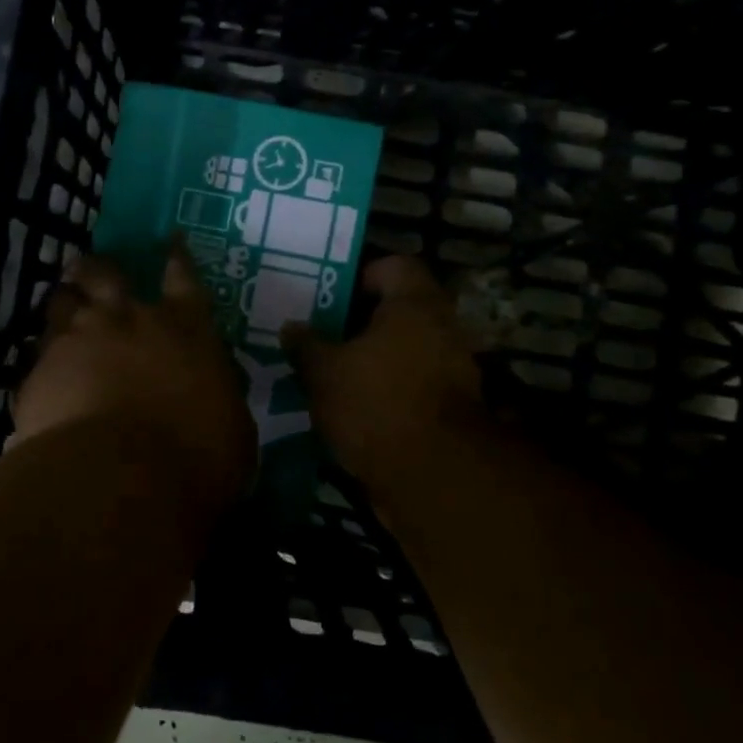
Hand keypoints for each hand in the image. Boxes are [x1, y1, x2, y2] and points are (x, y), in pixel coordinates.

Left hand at [15, 245, 255, 508]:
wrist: (121, 480)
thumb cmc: (198, 457)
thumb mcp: (232, 425)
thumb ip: (217, 394)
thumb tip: (210, 390)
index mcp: (185, 328)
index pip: (184, 277)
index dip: (177, 257)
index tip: (171, 241)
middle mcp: (128, 320)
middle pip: (106, 273)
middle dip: (98, 268)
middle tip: (89, 268)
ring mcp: (77, 341)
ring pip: (61, 303)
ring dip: (64, 304)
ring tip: (61, 310)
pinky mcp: (38, 374)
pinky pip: (36, 357)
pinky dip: (42, 361)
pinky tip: (41, 375)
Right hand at [283, 255, 487, 491]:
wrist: (434, 476)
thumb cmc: (376, 403)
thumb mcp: (324, 372)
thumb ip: (305, 345)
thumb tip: (291, 326)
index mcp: (414, 304)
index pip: (394, 265)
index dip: (360, 275)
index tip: (329, 298)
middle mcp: (441, 329)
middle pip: (397, 310)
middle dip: (358, 322)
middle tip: (320, 334)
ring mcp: (451, 370)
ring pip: (403, 350)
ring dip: (372, 358)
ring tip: (330, 372)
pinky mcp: (450, 409)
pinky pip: (410, 384)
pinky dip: (386, 389)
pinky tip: (352, 406)